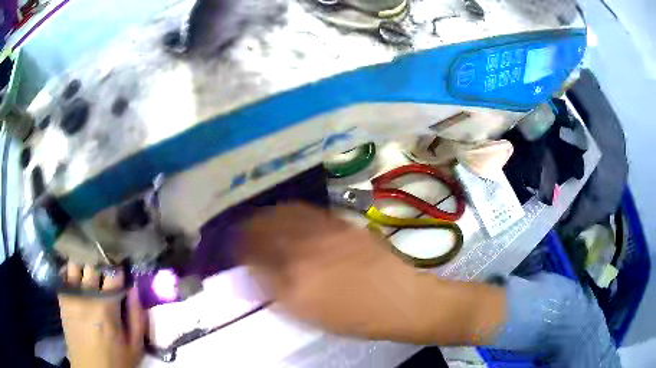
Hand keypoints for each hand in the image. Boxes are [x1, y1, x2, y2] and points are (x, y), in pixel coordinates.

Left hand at [58, 263, 145, 367]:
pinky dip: (72, 268)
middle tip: (107, 254)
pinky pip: (64, 272)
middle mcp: (86, 295)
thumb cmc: (116, 360)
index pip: (113, 272)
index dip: (119, 264)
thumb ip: (138, 316)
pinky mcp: (62, 297)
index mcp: (107, 307)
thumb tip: (134, 287)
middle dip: (102, 257)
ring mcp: (71, 294)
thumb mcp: (135, 346)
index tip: (123, 259)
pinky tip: (77, 270)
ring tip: (91, 258)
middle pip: (92, 263)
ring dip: (85, 259)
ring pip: (76, 262)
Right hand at [240, 203, 506, 344]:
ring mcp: (324, 233)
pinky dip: (287, 211)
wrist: (402, 299)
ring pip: (281, 215)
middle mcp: (304, 251)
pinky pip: (305, 211)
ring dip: (263, 216)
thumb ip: (278, 293)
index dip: (237, 252)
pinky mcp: (341, 223)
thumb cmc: (357, 318)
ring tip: (256, 220)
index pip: (252, 259)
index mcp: (294, 283)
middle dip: (245, 229)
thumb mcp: (311, 316)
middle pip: (262, 231)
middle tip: (239, 232)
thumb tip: (255, 274)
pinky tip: (285, 215)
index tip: (231, 249)